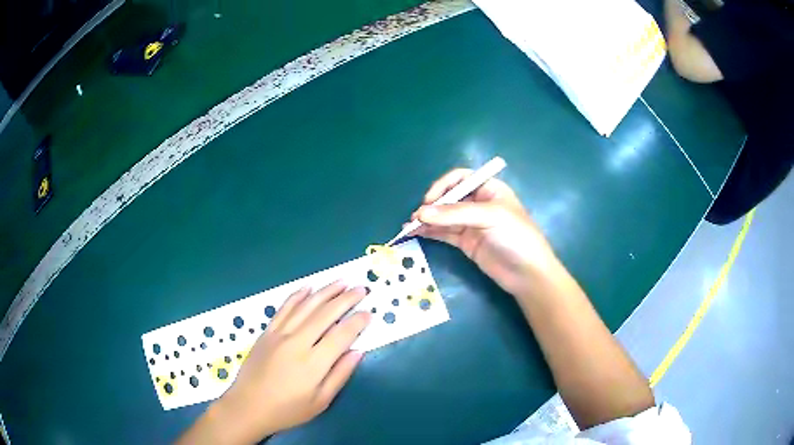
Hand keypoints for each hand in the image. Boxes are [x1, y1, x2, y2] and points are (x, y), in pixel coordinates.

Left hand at [179, 282, 370, 443]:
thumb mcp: (320, 401)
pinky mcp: (267, 332)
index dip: (357, 322)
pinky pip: (284, 309)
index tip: (369, 313)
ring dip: (325, 292)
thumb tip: (358, 351)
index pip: (341, 335)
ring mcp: (279, 334)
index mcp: (313, 363)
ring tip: (341, 281)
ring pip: (306, 306)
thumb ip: (340, 375)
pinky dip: (297, 296)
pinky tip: (308, 288)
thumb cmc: (287, 410)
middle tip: (361, 289)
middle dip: (346, 299)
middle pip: (325, 314)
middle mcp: (297, 343)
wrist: (248, 406)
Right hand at [411, 169, 560, 297]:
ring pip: (444, 217)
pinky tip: (417, 233)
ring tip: (409, 226)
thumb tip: (421, 213)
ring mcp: (472, 224)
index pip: (460, 179)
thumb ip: (455, 214)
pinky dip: (430, 232)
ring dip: (427, 220)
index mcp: (489, 189)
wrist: (527, 273)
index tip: (429, 200)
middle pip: (449, 197)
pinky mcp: (467, 242)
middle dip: (432, 205)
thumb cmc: (515, 236)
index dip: (443, 186)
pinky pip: (444, 233)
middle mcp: (478, 203)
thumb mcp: (489, 217)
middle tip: (416, 217)